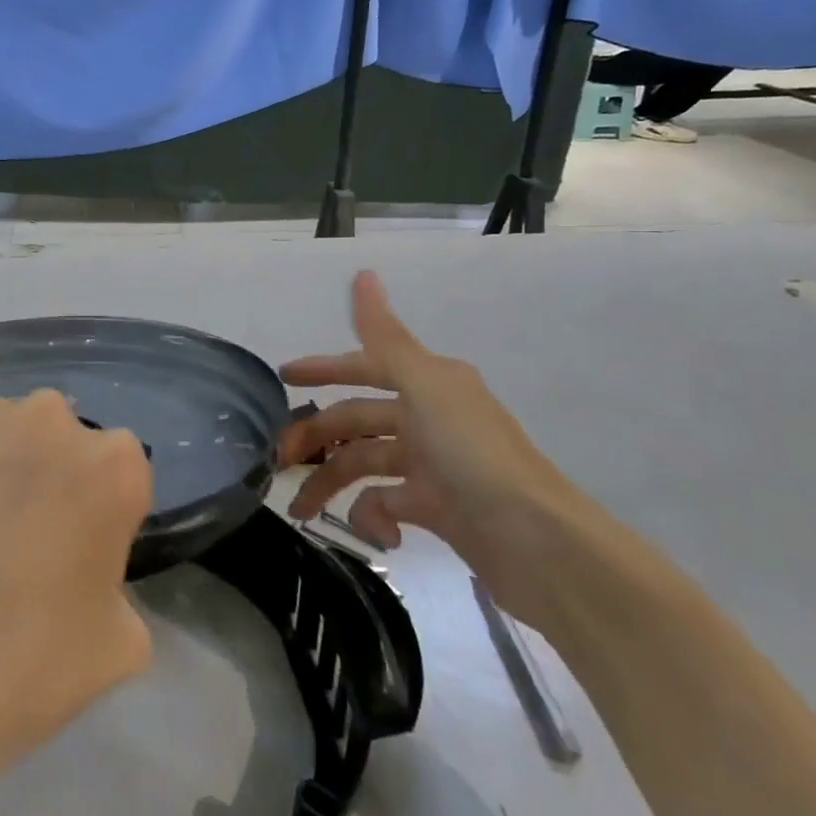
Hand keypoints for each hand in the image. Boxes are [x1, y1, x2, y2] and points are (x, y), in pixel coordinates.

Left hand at [0, 389, 154, 783]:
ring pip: (2, 431)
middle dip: (48, 474)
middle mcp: (52, 419)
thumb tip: (89, 582)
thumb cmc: (33, 663)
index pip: (121, 472)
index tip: (78, 553)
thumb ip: (118, 590)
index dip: (100, 512)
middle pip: (60, 438)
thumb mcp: (120, 645)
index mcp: (115, 464)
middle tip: (22, 540)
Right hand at [278, 271, 596, 623]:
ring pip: (364, 464)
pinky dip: (374, 517)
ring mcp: (432, 466)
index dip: (323, 369)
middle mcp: (428, 418)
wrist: (536, 542)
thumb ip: (385, 337)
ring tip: (300, 509)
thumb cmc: (472, 454)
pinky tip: (379, 533)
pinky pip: (387, 505)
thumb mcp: (425, 387)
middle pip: (356, 421)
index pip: (363, 367)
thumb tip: (363, 273)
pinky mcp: (436, 510)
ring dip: (330, 484)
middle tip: (278, 459)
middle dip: (315, 437)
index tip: (282, 377)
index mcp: (427, 384)